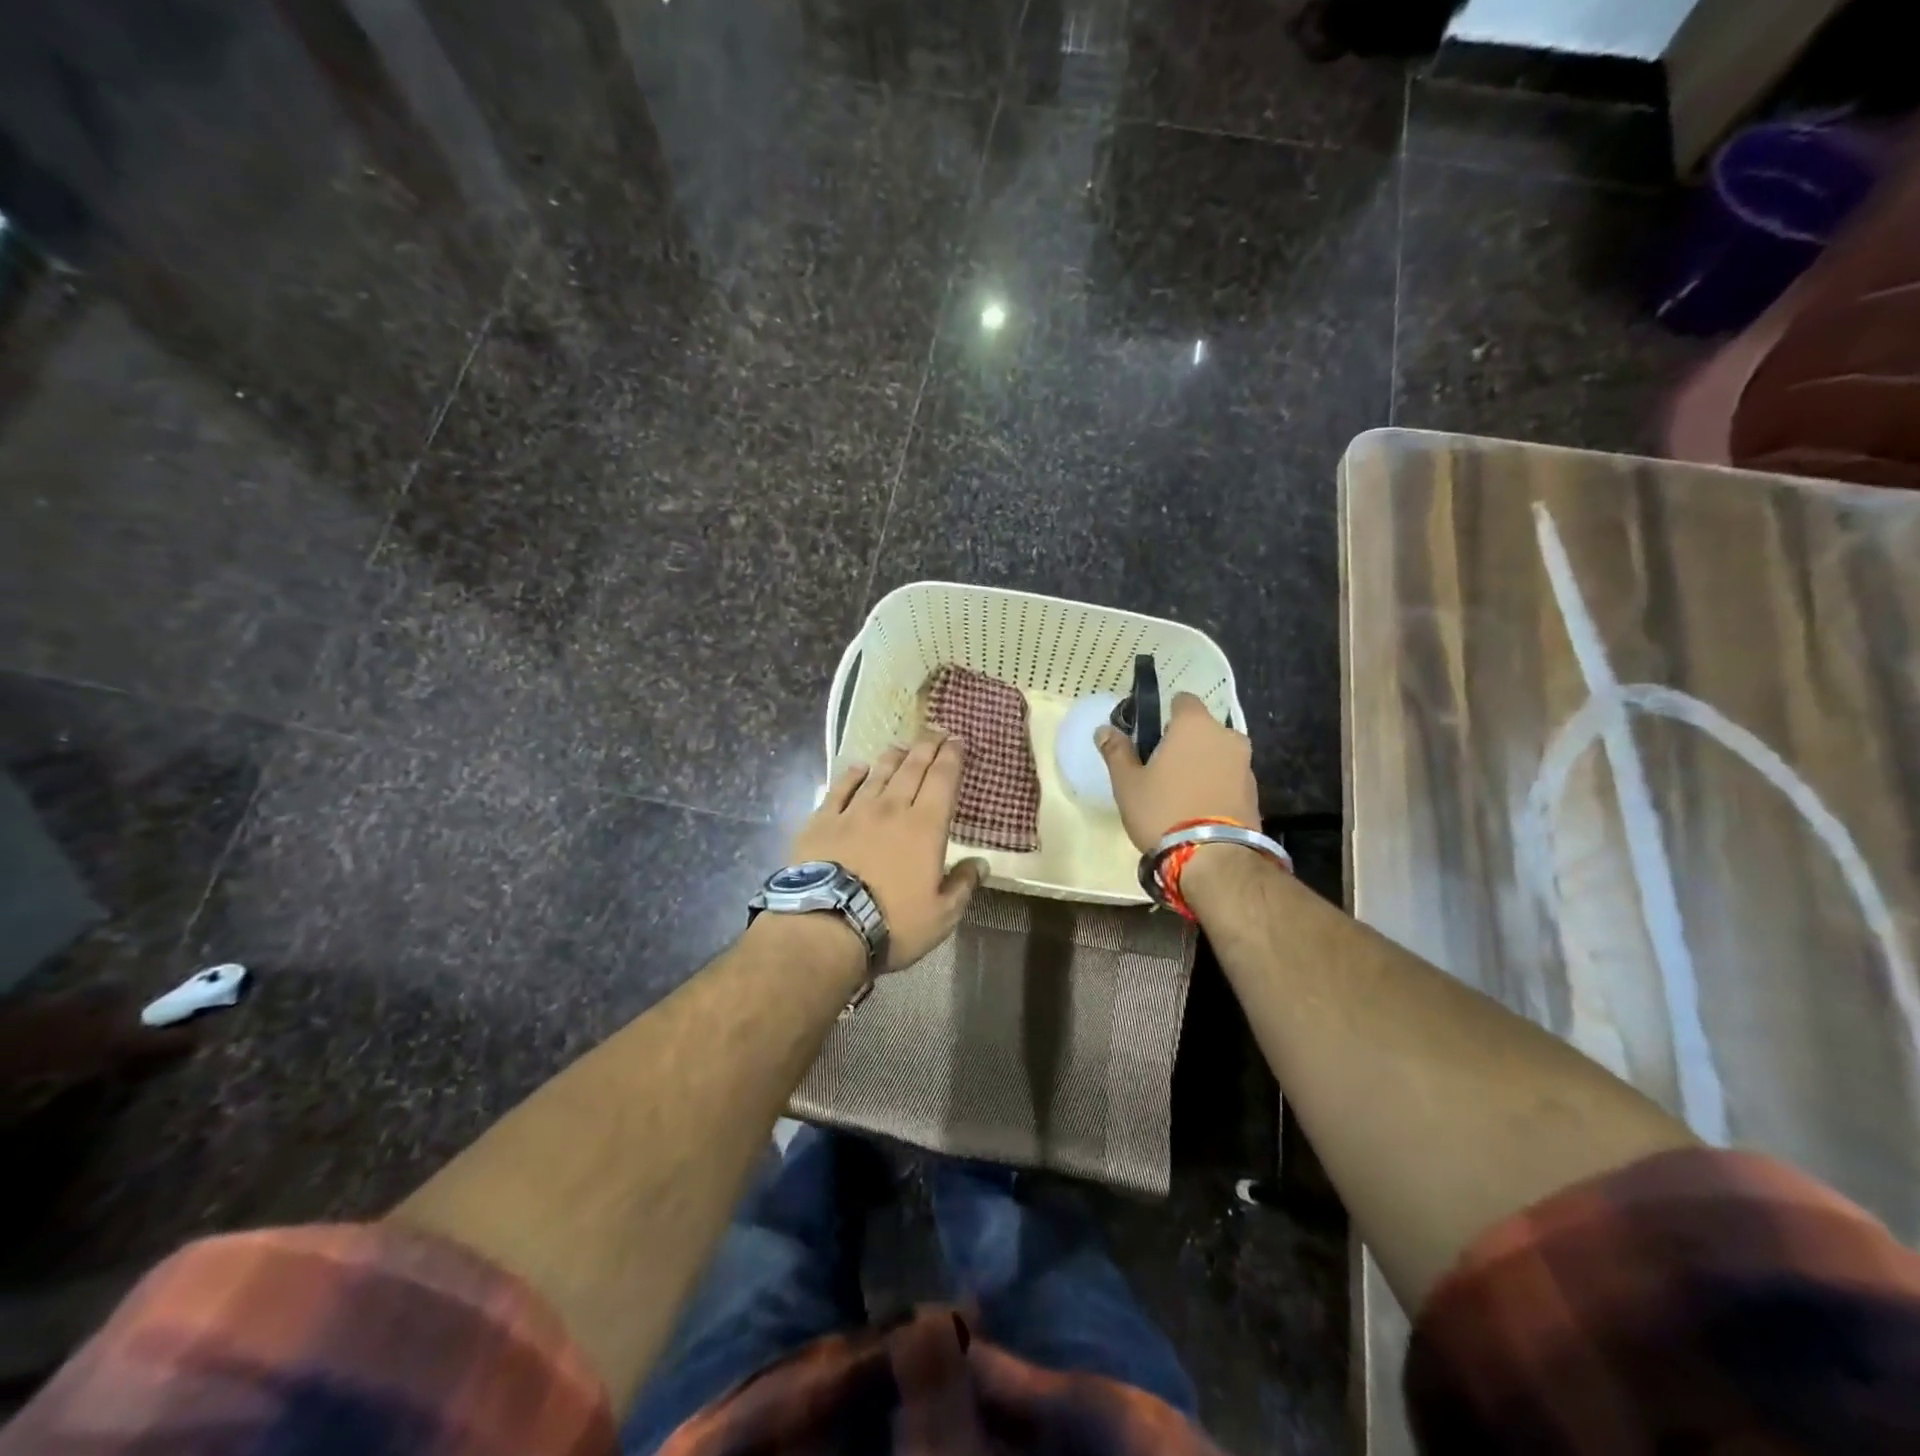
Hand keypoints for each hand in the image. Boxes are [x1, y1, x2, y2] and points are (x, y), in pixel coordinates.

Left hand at [790, 729, 988, 971]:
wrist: (827, 926)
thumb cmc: (892, 923)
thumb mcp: (941, 915)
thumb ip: (962, 885)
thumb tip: (981, 864)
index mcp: (925, 826)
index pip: (943, 780)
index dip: (952, 757)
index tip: (958, 741)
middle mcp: (892, 808)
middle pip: (912, 769)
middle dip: (927, 747)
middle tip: (935, 733)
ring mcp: (854, 812)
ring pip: (878, 774)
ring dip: (893, 757)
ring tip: (901, 746)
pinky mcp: (822, 821)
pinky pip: (840, 789)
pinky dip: (852, 775)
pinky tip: (857, 767)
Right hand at [1095, 692, 1258, 850]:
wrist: (1215, 858)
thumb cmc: (1163, 810)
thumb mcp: (1127, 783)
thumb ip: (1116, 752)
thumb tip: (1104, 730)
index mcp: (1194, 725)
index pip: (1183, 700)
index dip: (1166, 713)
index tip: (1152, 735)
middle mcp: (1226, 736)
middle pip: (1202, 729)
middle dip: (1185, 742)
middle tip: (1162, 767)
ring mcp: (1245, 765)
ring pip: (1218, 754)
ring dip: (1203, 764)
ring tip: (1181, 792)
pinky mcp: (1255, 792)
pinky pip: (1230, 777)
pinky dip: (1216, 785)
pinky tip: (1199, 808)